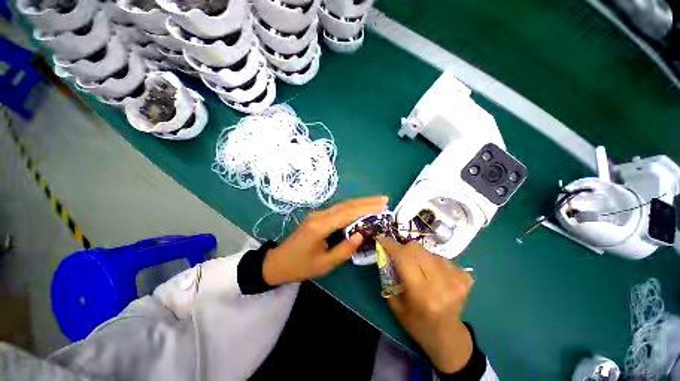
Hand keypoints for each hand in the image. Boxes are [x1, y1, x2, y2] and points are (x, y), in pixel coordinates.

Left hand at [263, 196, 388, 285]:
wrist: (278, 262)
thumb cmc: (300, 266)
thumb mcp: (325, 264)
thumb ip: (344, 250)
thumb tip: (361, 234)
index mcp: (320, 226)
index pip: (347, 213)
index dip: (366, 209)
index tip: (383, 207)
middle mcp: (319, 215)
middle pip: (347, 205)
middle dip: (367, 202)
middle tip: (385, 200)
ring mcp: (318, 214)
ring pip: (343, 205)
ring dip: (361, 202)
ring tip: (378, 202)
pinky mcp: (318, 216)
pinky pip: (338, 209)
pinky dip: (353, 207)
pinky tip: (362, 208)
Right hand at [378, 236, 474, 373]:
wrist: (447, 336)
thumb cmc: (417, 323)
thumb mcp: (396, 303)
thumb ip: (390, 276)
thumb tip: (388, 253)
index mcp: (421, 294)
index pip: (404, 258)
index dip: (391, 245)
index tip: (382, 238)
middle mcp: (441, 284)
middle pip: (417, 249)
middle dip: (403, 248)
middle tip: (399, 255)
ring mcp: (456, 280)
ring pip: (428, 251)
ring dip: (418, 255)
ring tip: (418, 268)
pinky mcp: (464, 278)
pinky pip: (442, 258)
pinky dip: (432, 261)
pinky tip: (432, 273)